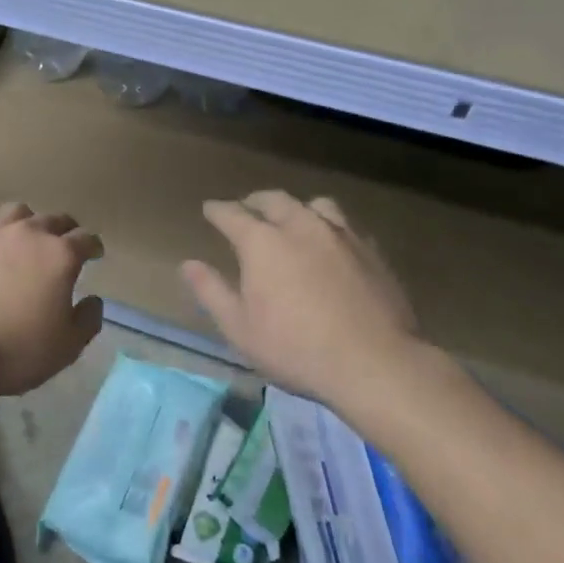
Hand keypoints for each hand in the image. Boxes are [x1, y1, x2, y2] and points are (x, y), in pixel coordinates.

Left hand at [0, 203, 103, 400]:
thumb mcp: (68, 345)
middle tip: (66, 244)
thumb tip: (92, 300)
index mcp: (60, 255)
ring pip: (18, 213)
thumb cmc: (20, 349)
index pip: (86, 239)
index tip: (95, 254)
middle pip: (54, 219)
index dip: (93, 246)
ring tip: (28, 239)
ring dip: (29, 222)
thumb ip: (88, 318)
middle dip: (65, 230)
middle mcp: (29, 234)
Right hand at [180, 191, 424, 408]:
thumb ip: (212, 291)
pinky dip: (329, 228)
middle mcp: (300, 226)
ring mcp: (340, 235)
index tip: (209, 209)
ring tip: (292, 219)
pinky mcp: (371, 251)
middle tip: (247, 208)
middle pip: (274, 200)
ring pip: (314, 205)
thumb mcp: (240, 328)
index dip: (217, 210)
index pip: (232, 214)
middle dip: (255, 201)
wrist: (375, 362)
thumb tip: (188, 264)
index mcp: (262, 241)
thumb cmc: (296, 348)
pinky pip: (345, 226)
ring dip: (296, 208)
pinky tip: (331, 245)